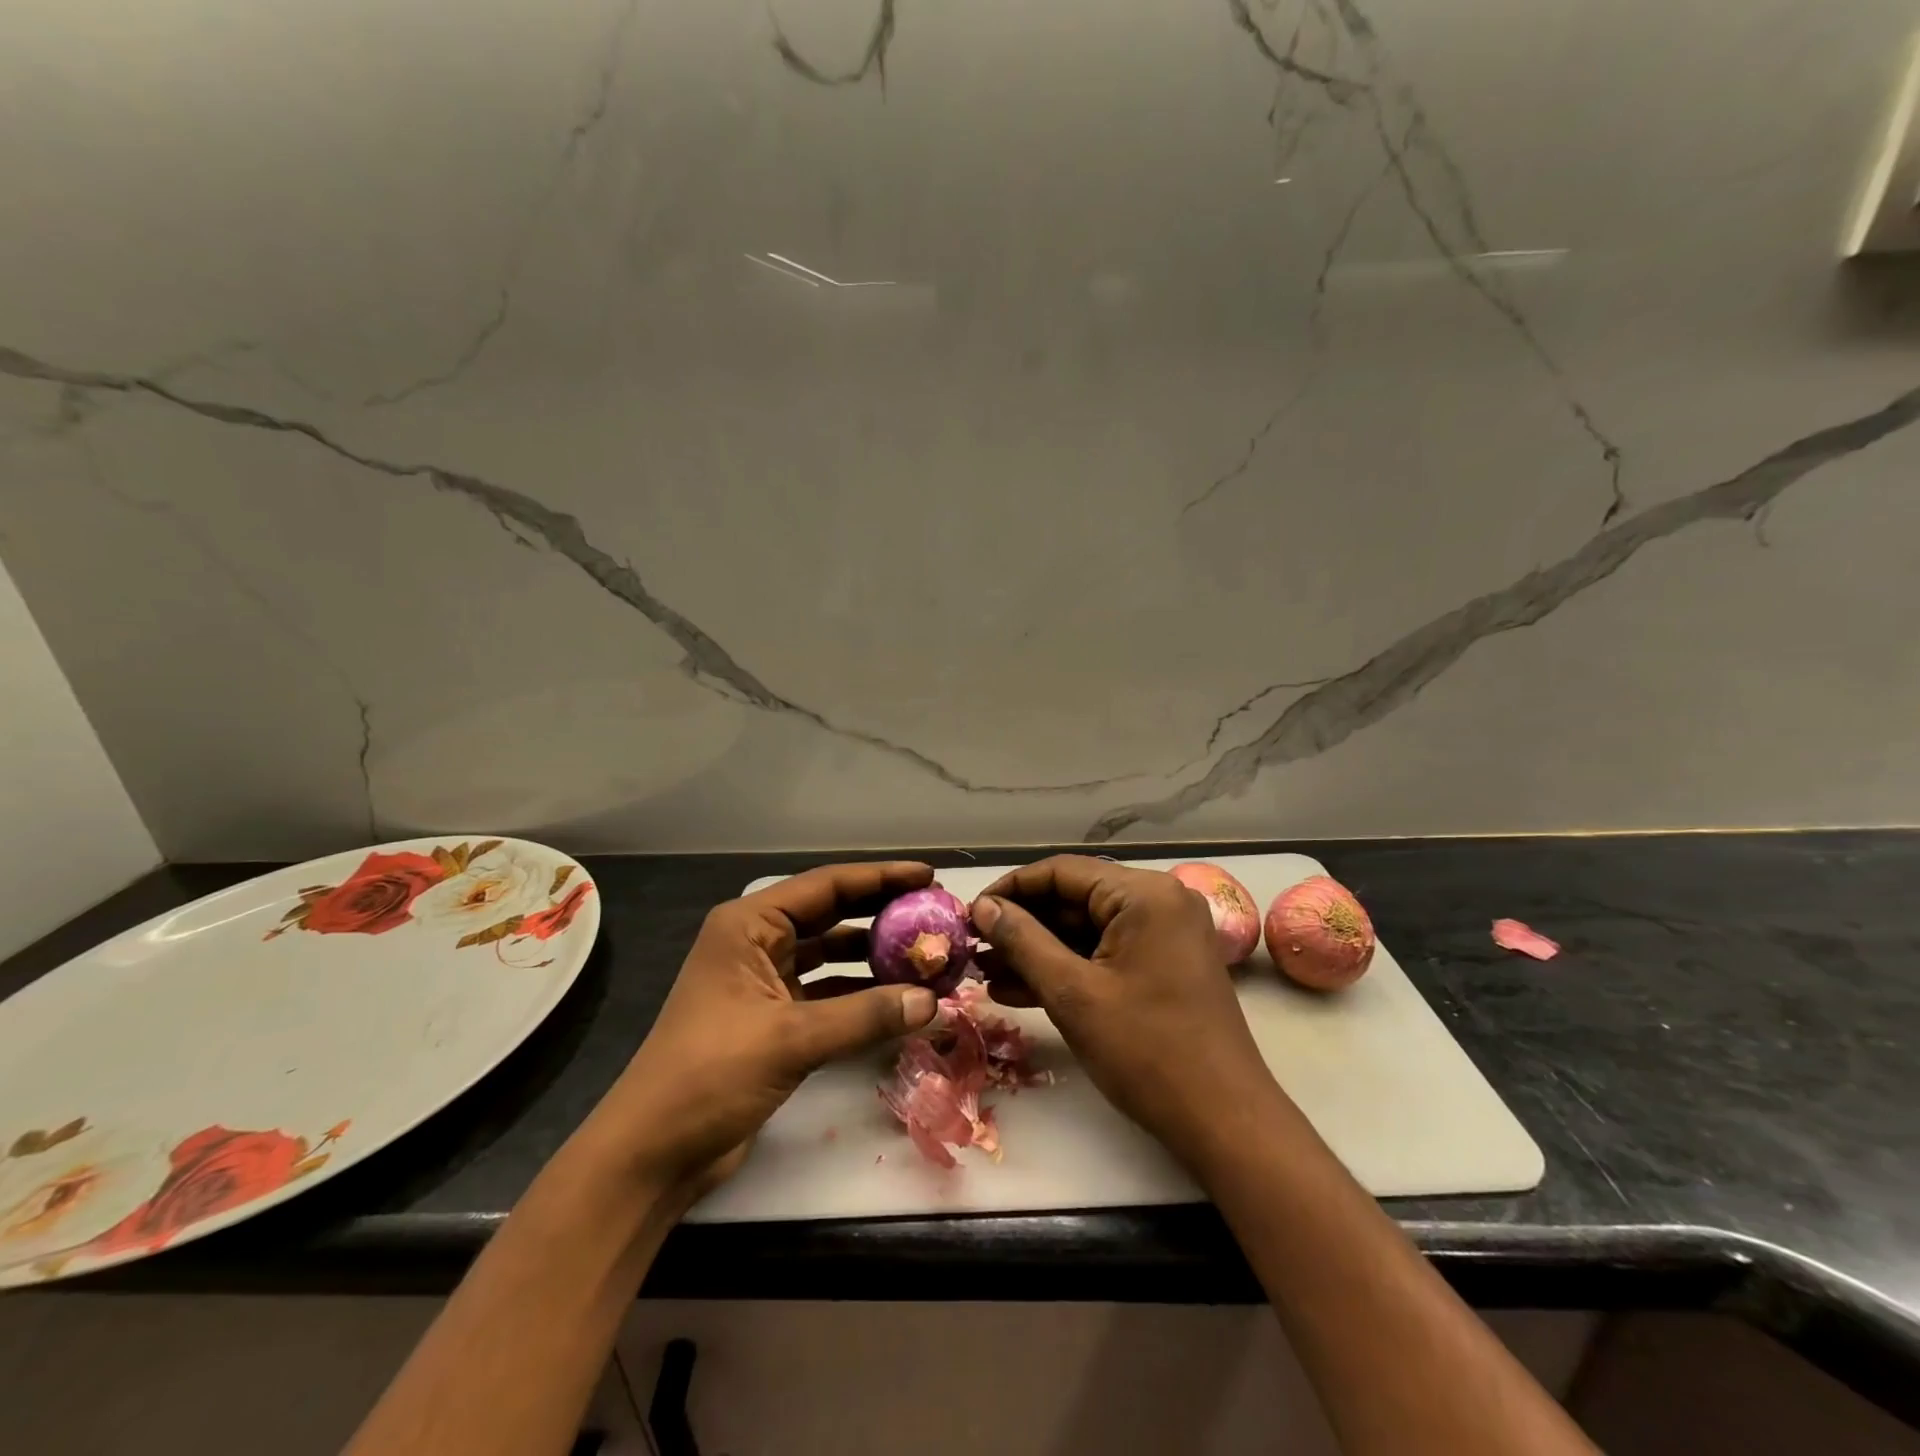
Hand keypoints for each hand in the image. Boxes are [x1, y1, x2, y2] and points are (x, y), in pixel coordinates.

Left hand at [580, 861, 940, 1195]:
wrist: (651, 1153)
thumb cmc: (710, 1075)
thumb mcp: (790, 1039)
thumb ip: (864, 1016)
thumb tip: (933, 1001)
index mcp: (749, 925)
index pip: (826, 886)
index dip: (880, 878)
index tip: (929, 876)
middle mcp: (757, 942)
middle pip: (830, 914)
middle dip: (882, 912)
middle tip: (934, 913)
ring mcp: (764, 981)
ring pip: (830, 954)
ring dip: (874, 955)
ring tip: (926, 954)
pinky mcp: (773, 1019)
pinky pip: (827, 992)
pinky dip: (860, 993)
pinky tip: (899, 999)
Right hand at [973, 855, 1284, 1164]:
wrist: (1224, 1124)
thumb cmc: (1146, 1052)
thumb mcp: (1073, 994)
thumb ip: (1023, 942)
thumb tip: (983, 907)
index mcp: (1145, 894)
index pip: (1062, 872)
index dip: (1011, 890)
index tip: (970, 915)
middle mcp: (1159, 901)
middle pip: (1074, 899)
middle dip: (1022, 926)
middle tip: (974, 948)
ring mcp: (1165, 934)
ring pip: (1086, 929)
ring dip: (1038, 951)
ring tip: (986, 972)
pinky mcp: (1164, 965)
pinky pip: (1105, 954)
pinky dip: (1067, 969)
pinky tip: (1020, 989)